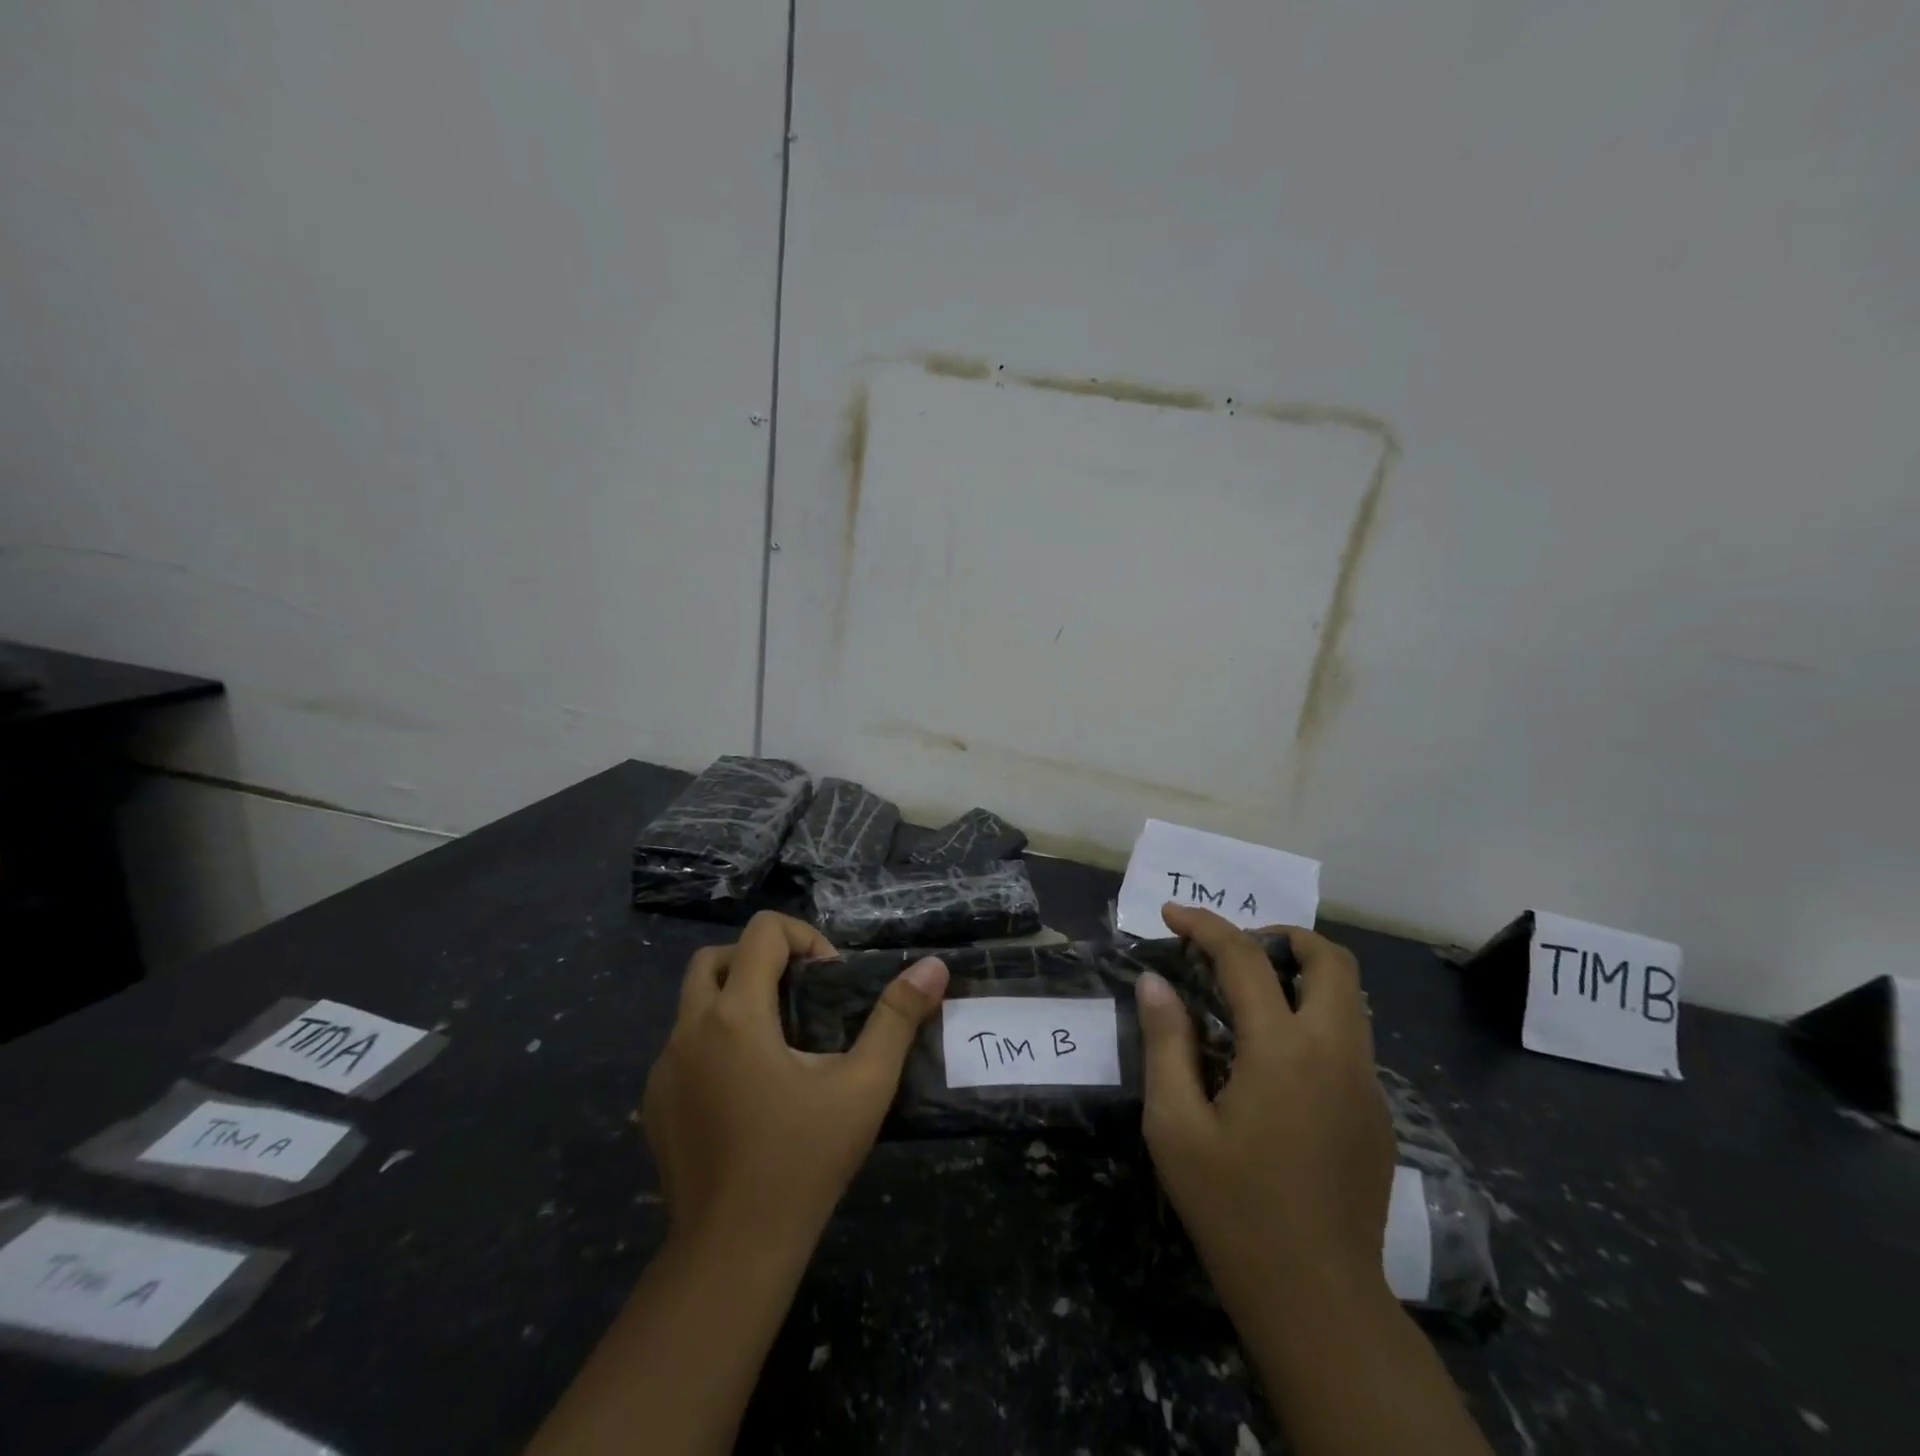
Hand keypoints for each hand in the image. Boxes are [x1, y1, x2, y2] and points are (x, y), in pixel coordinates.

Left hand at [642, 912, 948, 1256]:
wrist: (731, 1253)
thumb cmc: (803, 1160)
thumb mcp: (864, 1085)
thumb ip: (897, 1018)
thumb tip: (933, 966)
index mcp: (735, 1014)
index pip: (761, 932)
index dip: (802, 937)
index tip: (829, 980)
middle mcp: (689, 1029)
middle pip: (714, 957)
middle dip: (760, 961)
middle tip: (800, 998)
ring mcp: (663, 1068)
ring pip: (692, 1002)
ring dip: (734, 999)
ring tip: (779, 1043)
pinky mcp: (654, 1103)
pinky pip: (682, 1046)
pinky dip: (713, 1042)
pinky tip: (747, 1089)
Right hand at [1135, 904, 1393, 1314]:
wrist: (1318, 1300)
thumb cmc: (1233, 1209)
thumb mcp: (1176, 1126)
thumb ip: (1166, 1042)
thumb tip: (1155, 981)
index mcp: (1283, 1049)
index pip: (1246, 957)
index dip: (1205, 925)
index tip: (1171, 915)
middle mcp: (1336, 1052)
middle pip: (1330, 959)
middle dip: (1280, 936)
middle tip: (1231, 953)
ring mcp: (1366, 1082)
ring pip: (1349, 996)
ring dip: (1302, 974)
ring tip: (1249, 996)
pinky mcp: (1376, 1112)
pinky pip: (1350, 1036)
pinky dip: (1314, 1015)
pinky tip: (1274, 1058)